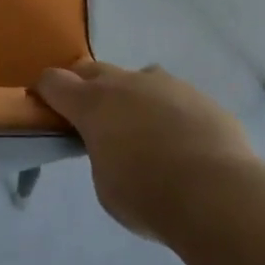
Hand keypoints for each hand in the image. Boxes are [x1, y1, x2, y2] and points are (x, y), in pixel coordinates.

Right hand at [35, 60, 257, 239]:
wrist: (218, 193)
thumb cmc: (147, 195)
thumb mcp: (106, 184)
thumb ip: (101, 153)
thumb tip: (114, 145)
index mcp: (93, 103)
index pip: (54, 81)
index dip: (46, 92)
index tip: (48, 108)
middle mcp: (126, 83)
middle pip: (93, 69)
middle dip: (85, 87)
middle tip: (91, 116)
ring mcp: (166, 85)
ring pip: (138, 78)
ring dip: (131, 96)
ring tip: (143, 129)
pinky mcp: (200, 96)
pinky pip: (174, 97)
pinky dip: (168, 112)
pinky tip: (182, 142)